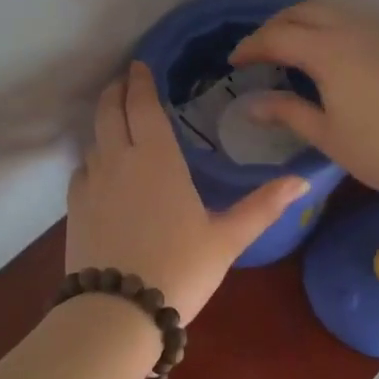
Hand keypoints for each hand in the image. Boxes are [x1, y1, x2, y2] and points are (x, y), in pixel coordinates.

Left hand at [65, 61, 310, 323]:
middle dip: (117, 90)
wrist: (117, 313)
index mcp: (156, 158)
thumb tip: (303, 181)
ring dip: (104, 121)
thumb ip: (263, 206)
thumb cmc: (180, 269)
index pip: (142, 104)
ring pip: (94, 138)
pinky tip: (102, 169)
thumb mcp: (227, 239)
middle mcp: (118, 160)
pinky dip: (93, 157)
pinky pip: (82, 169)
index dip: (140, 81)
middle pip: (109, 110)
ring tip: (117, 119)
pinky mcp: (74, 208)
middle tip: (126, 80)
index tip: (140, 64)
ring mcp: (91, 184)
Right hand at [229, 1, 378, 209]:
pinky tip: (329, 57)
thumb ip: (288, 112)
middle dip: (275, 26)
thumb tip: (251, 103)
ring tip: (290, 50)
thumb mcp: (328, 135)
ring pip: (331, 11)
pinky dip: (329, 28)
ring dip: (304, 22)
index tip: (234, 61)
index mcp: (328, 50)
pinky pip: (353, 22)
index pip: (277, 37)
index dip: (251, 46)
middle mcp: (352, 30)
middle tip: (259, 51)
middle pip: (304, 11)